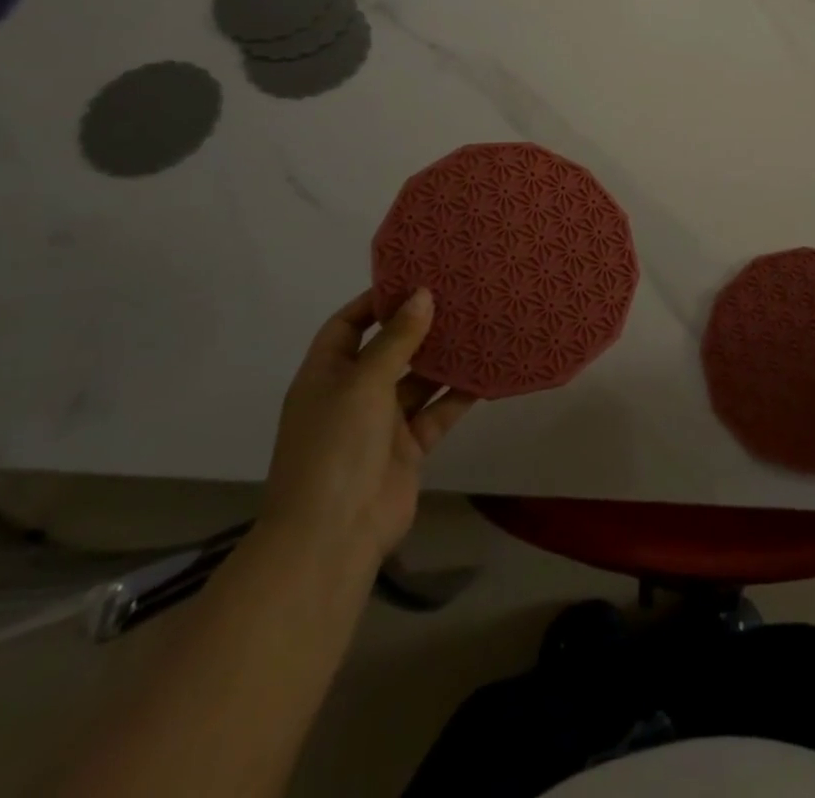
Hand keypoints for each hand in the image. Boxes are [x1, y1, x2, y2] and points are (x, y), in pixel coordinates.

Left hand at [259, 289, 475, 569]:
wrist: (333, 536)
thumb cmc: (335, 447)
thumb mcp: (363, 383)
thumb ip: (396, 339)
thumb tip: (423, 294)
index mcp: (326, 375)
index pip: (347, 325)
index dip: (376, 301)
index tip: (416, 278)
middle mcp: (352, 394)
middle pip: (388, 350)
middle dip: (420, 326)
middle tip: (460, 296)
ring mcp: (381, 423)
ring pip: (418, 380)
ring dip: (445, 359)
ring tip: (481, 324)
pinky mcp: (408, 447)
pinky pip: (437, 411)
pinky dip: (460, 394)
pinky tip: (488, 372)